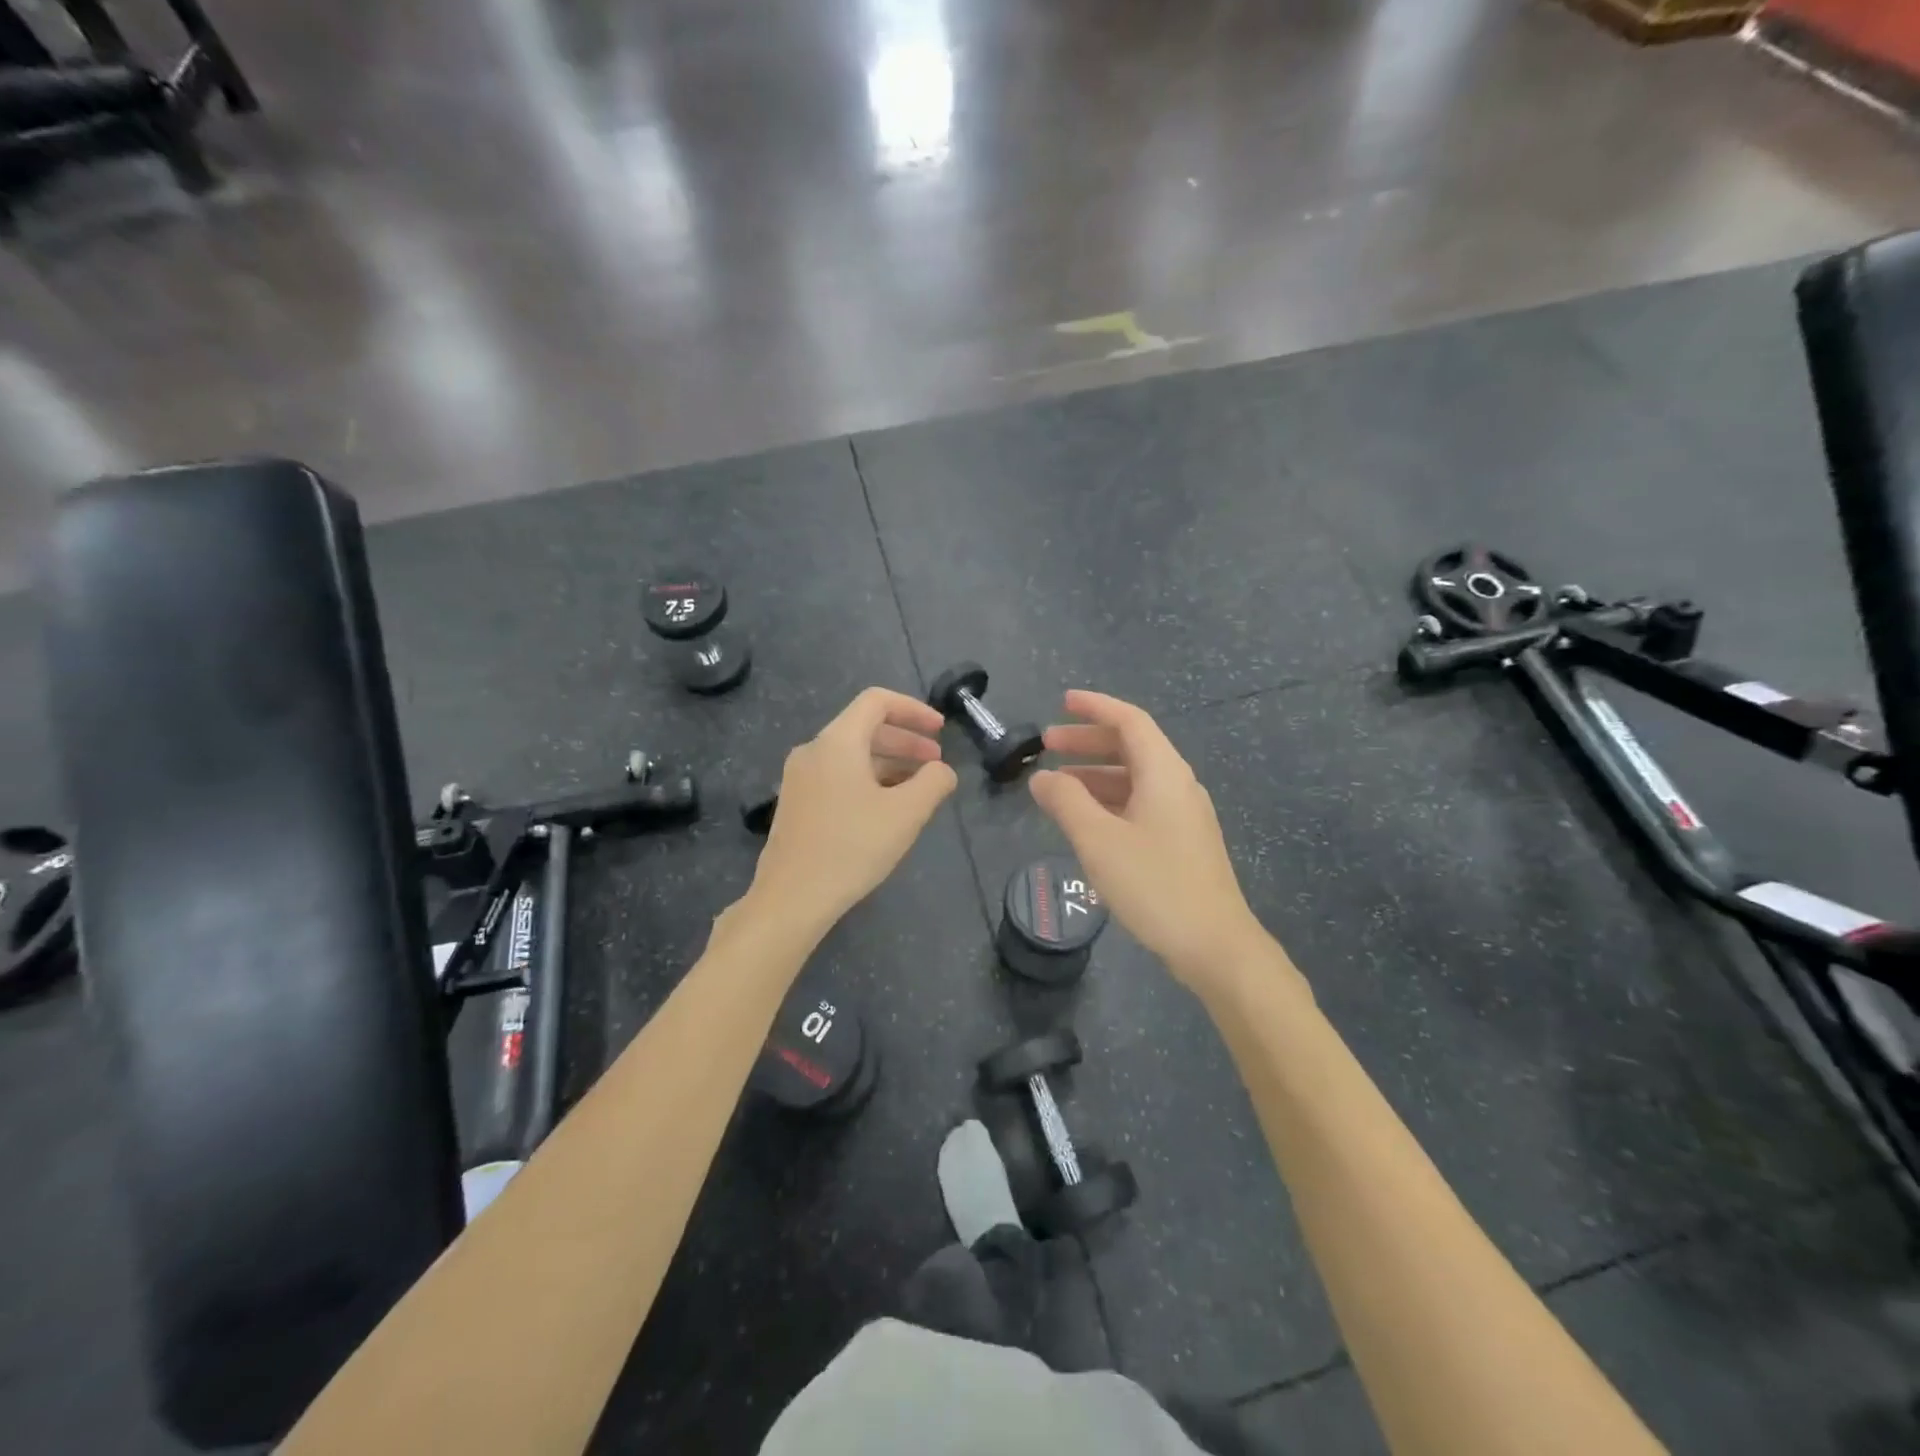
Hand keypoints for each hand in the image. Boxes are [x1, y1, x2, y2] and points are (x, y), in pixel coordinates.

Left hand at [747, 687, 958, 933]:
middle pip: (865, 728)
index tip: (941, 731)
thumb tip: (943, 771)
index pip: (877, 702)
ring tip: (918, 788)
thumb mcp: (906, 814)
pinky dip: (868, 780)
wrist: (792, 898)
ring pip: (852, 755)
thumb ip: (933, 782)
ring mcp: (800, 778)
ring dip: (889, 763)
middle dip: (906, 741)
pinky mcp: (797, 804)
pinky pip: (838, 776)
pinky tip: (886, 808)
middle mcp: (813, 751)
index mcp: (837, 742)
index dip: (914, 710)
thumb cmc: (852, 848)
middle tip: (936, 763)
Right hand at [1029, 690, 1269, 993]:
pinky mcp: (1183, 842)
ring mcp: (1183, 815)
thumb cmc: (1155, 884)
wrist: (1215, 945)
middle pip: (1132, 746)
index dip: (1095, 707)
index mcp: (1164, 773)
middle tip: (1048, 744)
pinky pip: (1141, 804)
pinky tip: (1087, 820)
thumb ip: (1066, 802)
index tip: (1062, 701)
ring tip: (1058, 784)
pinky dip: (1110, 800)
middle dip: (1088, 741)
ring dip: (1096, 773)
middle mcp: (1178, 784)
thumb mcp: (1099, 840)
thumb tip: (1042, 777)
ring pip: (1135, 778)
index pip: (1129, 721)